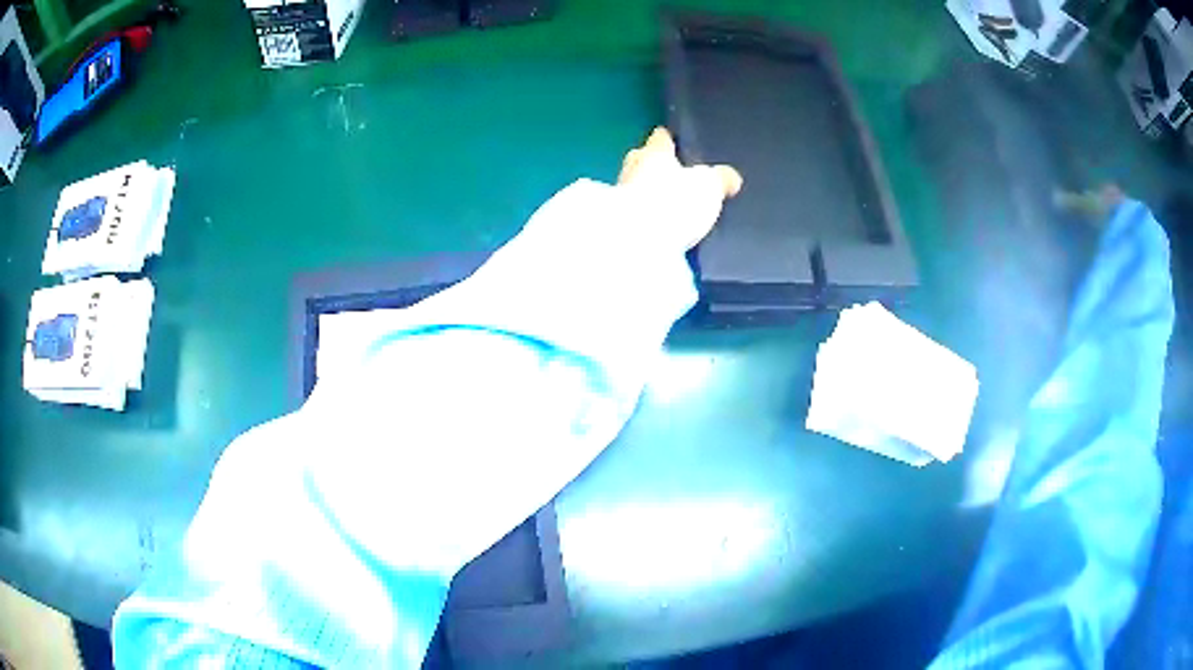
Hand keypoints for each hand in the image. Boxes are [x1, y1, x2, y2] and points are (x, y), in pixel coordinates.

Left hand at [616, 127, 742, 249]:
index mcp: (654, 152)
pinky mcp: (617, 223)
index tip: (675, 140)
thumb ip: (720, 179)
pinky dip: (645, 216)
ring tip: (669, 204)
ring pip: (635, 186)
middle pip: (642, 160)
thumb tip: (730, 177)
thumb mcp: (709, 187)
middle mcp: (632, 168)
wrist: (634, 242)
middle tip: (673, 174)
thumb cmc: (674, 202)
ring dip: (648, 193)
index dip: (669, 139)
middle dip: (655, 165)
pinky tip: (658, 226)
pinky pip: (634, 213)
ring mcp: (620, 197)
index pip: (661, 137)